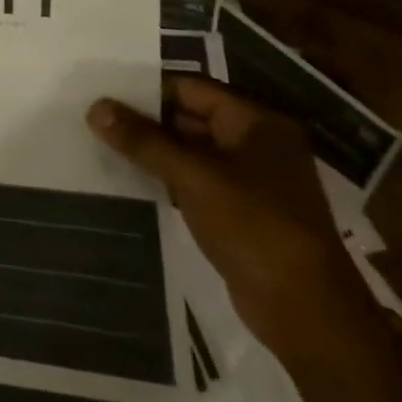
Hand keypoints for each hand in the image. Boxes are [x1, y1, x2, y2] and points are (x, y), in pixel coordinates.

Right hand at [87, 74, 373, 356]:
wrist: (307, 313)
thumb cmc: (255, 228)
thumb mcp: (193, 177)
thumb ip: (143, 140)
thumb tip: (95, 107)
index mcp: (258, 123)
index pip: (191, 88)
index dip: (146, 89)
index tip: (102, 93)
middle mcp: (258, 143)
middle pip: (190, 116)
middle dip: (144, 119)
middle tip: (94, 118)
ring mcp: (251, 179)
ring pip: (189, 150)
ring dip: (151, 149)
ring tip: (101, 144)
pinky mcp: (241, 210)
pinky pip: (194, 179)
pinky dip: (164, 176)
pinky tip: (128, 177)